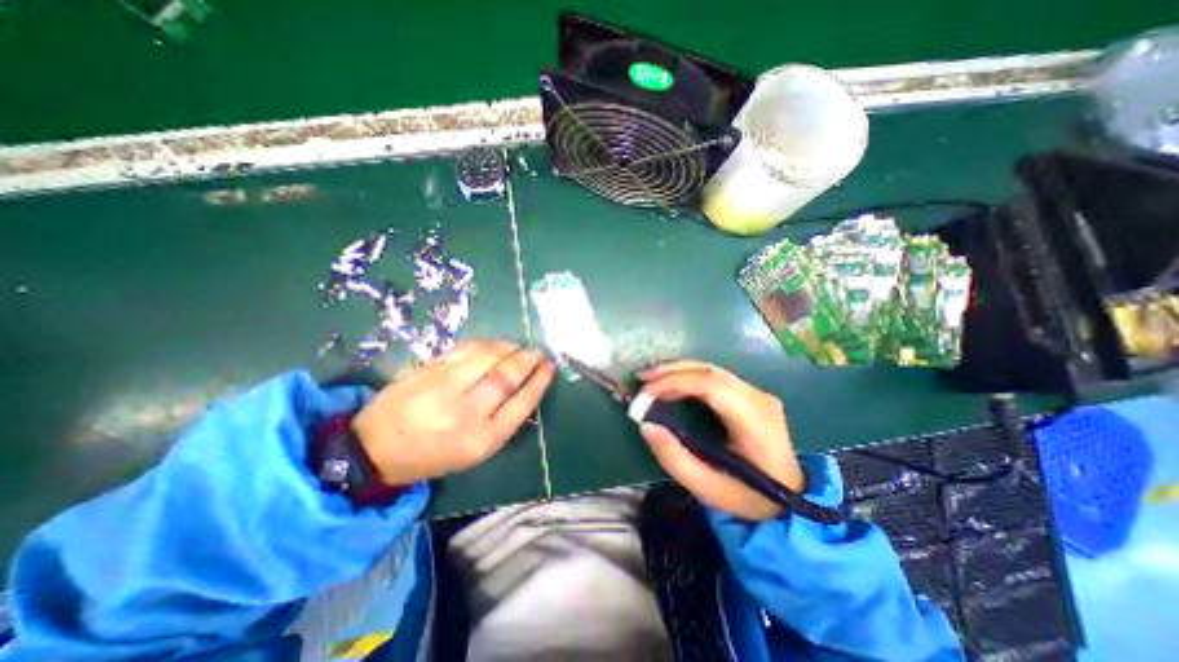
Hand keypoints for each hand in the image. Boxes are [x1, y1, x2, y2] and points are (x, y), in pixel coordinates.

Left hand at [350, 342, 555, 485]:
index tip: (549, 367)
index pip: (522, 403)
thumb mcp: (474, 453)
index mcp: (482, 439)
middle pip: (506, 377)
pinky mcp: (428, 370)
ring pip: (487, 358)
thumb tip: (524, 388)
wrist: (373, 449)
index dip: (539, 381)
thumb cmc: (432, 455)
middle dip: (528, 360)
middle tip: (538, 352)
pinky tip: (494, 345)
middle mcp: (466, 413)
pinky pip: (465, 351)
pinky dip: (485, 345)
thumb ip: (502, 422)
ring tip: (519, 346)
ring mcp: (444, 388)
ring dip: (509, 348)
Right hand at [640, 362, 805, 522]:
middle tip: (642, 378)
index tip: (646, 393)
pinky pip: (714, 378)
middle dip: (672, 371)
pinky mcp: (751, 396)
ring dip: (678, 371)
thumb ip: (674, 458)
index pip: (711, 385)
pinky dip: (688, 377)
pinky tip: (671, 382)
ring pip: (711, 370)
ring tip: (650, 379)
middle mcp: (758, 398)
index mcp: (754, 419)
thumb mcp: (707, 488)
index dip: (674, 382)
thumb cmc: (749, 499)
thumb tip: (646, 425)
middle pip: (710, 371)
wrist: (791, 503)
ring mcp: (757, 394)